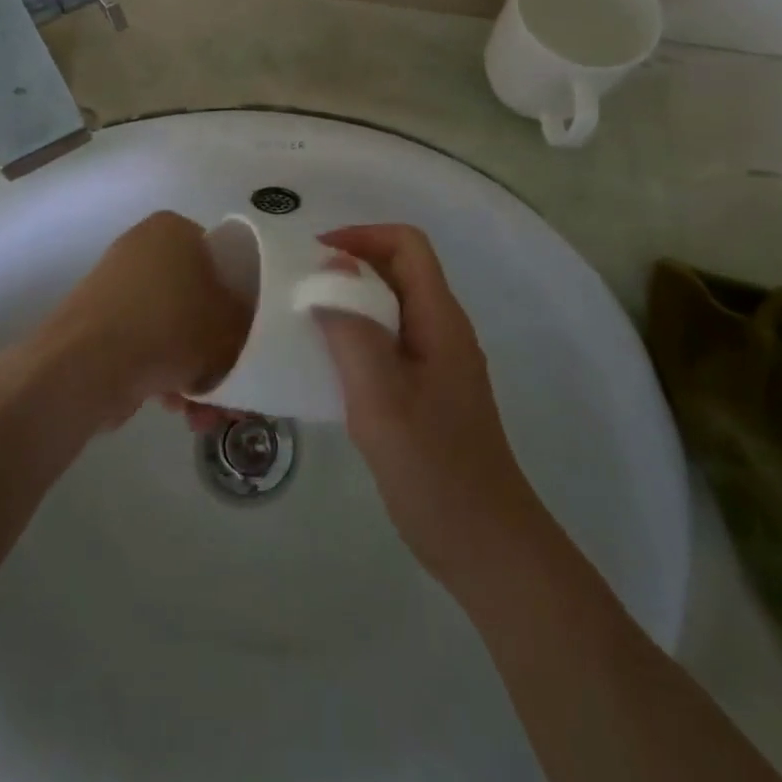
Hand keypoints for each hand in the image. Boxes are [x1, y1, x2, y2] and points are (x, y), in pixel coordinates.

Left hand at [40, 212, 249, 425]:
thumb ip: (247, 321)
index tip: (247, 336)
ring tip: (202, 415)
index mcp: (174, 229)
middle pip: (196, 299)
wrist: (87, 364)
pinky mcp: (97, 323)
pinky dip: (161, 373)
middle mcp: (142, 248)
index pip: (222, 257)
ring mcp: (116, 287)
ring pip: (171, 328)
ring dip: (191, 370)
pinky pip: (144, 344)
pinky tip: (174, 409)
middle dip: (215, 349)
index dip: (241, 298)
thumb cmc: (170, 326)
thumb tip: (244, 329)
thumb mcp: (230, 324)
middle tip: (229, 386)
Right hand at [316, 224, 553, 590]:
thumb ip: (353, 329)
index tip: (313, 255)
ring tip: (302, 320)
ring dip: (349, 303)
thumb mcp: (381, 396)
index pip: (407, 245)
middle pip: (398, 271)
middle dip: (348, 267)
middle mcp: (443, 330)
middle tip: (297, 287)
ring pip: (391, 308)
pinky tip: (325, 365)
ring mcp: (438, 362)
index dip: (362, 236)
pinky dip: (356, 338)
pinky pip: (389, 343)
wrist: (484, 544)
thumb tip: (330, 269)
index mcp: (440, 319)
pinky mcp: (428, 391)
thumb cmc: (433, 468)